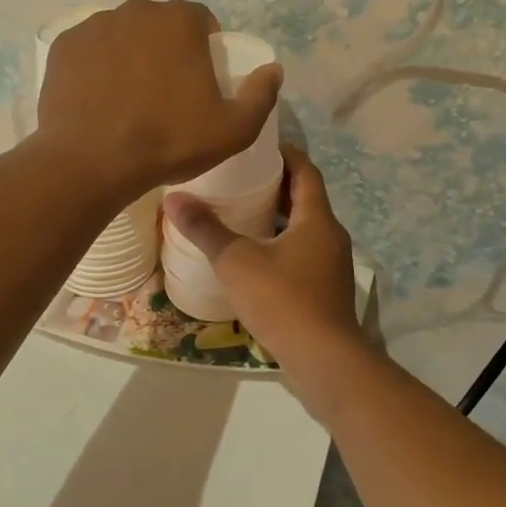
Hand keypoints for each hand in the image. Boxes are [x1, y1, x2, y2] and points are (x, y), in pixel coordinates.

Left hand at [36, 0, 283, 197]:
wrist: (91, 162)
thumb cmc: (168, 142)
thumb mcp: (233, 130)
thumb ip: (261, 95)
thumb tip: (273, 70)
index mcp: (179, 20)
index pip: (201, 21)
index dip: (206, 49)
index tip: (201, 83)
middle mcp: (135, 10)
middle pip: (159, 26)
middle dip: (166, 50)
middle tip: (165, 94)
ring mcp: (94, 26)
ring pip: (122, 36)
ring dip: (130, 57)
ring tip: (128, 100)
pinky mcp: (62, 47)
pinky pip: (89, 52)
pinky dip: (97, 69)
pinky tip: (99, 101)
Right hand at [163, 146, 365, 382]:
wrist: (325, 361)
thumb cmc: (283, 300)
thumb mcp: (237, 261)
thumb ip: (205, 229)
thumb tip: (174, 197)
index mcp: (317, 219)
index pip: (306, 170)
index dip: (284, 153)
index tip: (257, 146)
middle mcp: (331, 236)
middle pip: (305, 198)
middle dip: (276, 185)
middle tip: (239, 177)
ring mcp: (331, 265)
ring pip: (304, 229)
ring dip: (278, 218)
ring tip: (240, 213)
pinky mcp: (326, 291)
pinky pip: (303, 254)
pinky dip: (281, 246)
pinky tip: (253, 258)